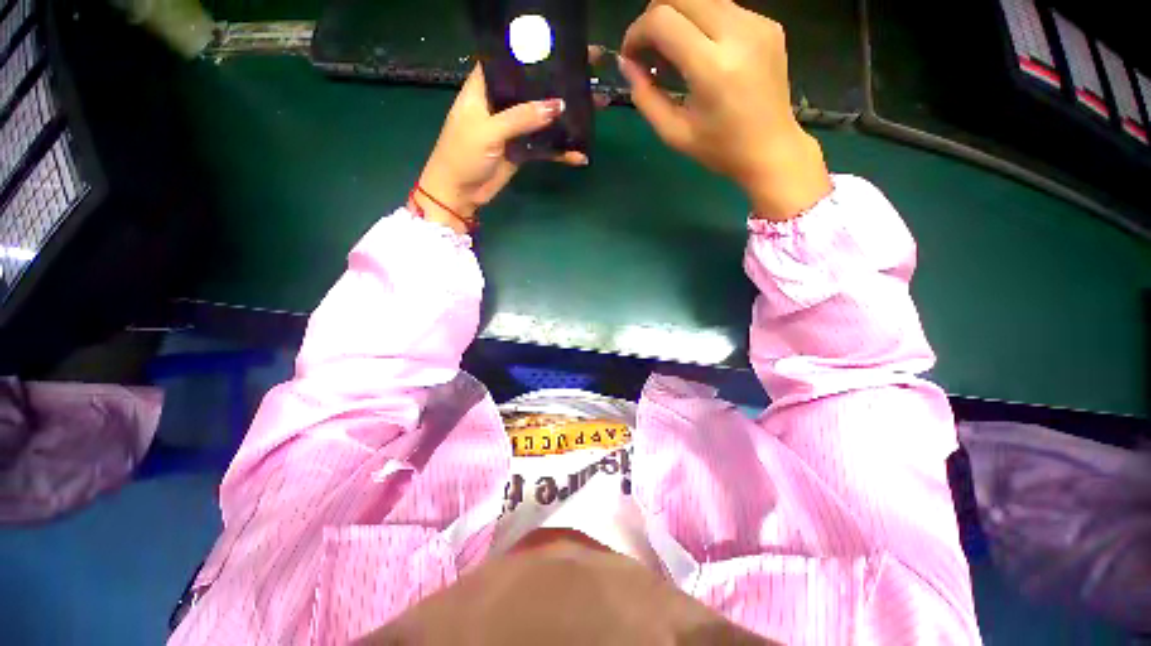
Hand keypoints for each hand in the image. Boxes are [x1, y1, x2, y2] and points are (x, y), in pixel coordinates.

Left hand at [414, 65, 588, 233]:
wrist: (459, 193)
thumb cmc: (462, 155)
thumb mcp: (488, 131)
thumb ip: (521, 117)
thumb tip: (558, 105)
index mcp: (484, 88)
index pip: (509, 61)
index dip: (532, 54)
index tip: (561, 50)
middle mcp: (501, 104)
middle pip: (532, 89)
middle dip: (557, 85)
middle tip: (587, 77)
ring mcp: (513, 129)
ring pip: (542, 118)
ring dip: (565, 118)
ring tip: (594, 108)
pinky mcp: (521, 151)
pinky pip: (545, 147)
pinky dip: (560, 151)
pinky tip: (579, 155)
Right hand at [620, 0, 830, 220]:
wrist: (772, 149)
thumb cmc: (719, 149)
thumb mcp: (674, 133)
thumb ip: (645, 97)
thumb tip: (626, 63)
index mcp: (713, 67)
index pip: (662, 19)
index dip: (637, 31)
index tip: (631, 55)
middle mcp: (738, 33)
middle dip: (653, 17)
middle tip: (648, 51)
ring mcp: (758, 23)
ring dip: (677, 18)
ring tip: (673, 55)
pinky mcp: (768, 23)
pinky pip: (723, 8)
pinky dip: (701, 23)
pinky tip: (700, 54)